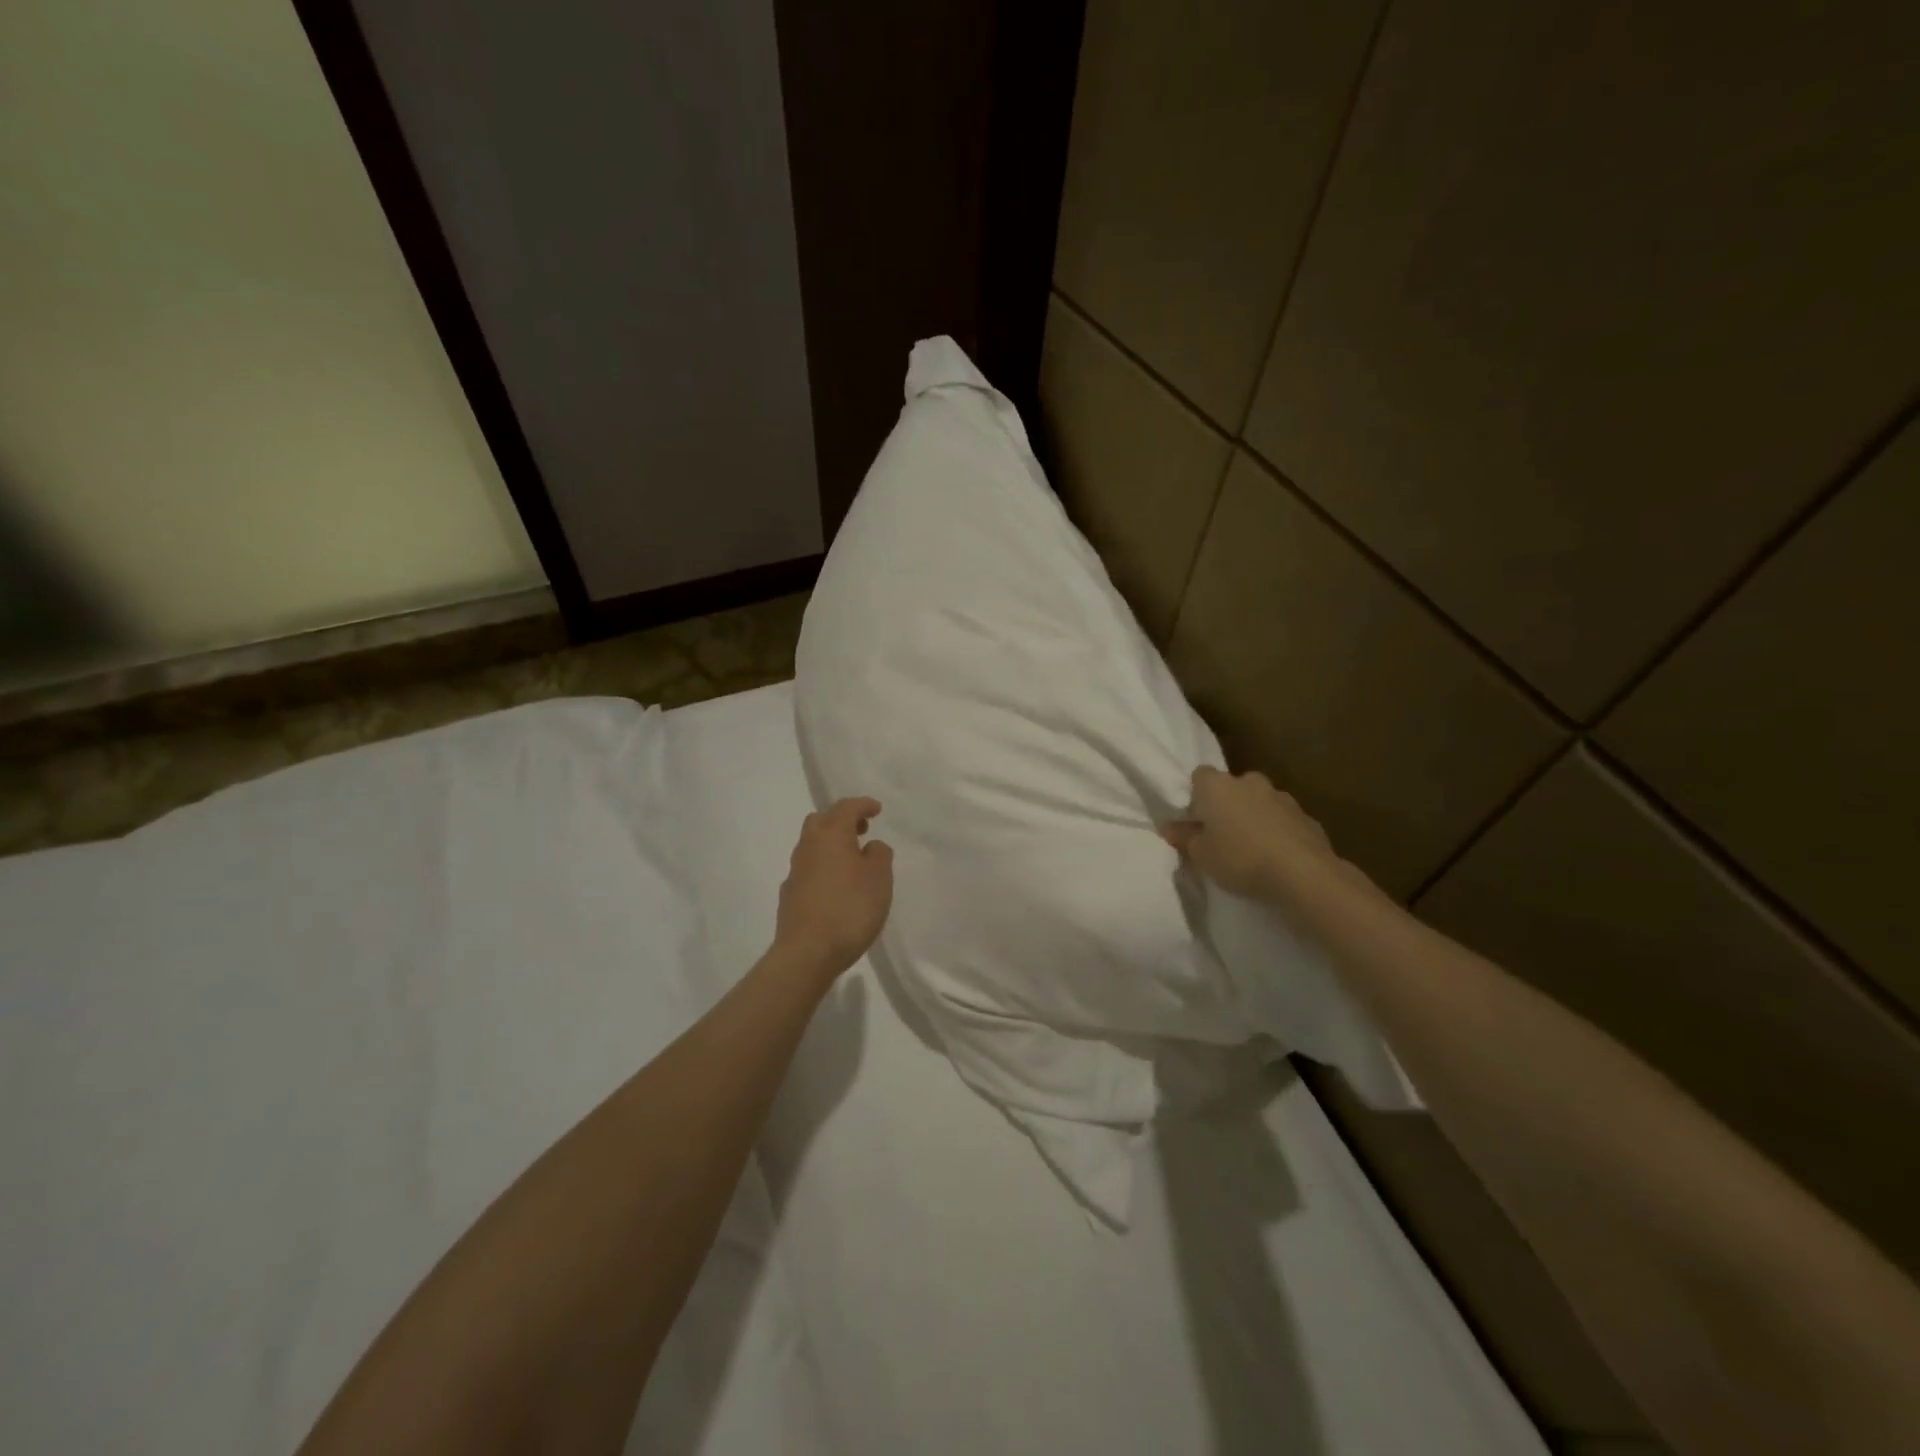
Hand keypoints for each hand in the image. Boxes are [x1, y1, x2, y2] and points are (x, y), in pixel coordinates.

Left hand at [774, 798, 893, 980]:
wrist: (807, 953)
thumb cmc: (850, 909)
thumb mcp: (879, 879)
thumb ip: (879, 855)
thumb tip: (870, 846)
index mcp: (831, 835)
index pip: (846, 807)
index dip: (862, 805)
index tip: (877, 809)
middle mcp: (808, 847)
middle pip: (821, 821)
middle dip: (841, 820)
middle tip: (861, 830)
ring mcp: (795, 871)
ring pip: (812, 845)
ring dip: (831, 845)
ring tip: (852, 861)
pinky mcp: (789, 895)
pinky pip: (808, 869)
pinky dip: (823, 867)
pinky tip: (835, 886)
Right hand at [1162, 766, 1336, 902]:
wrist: (1302, 874)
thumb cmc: (1240, 858)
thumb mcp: (1200, 855)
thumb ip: (1184, 838)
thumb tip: (1170, 827)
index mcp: (1218, 786)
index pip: (1200, 775)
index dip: (1196, 796)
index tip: (1195, 820)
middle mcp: (1250, 783)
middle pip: (1232, 787)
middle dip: (1227, 805)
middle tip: (1221, 835)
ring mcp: (1282, 798)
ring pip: (1260, 802)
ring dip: (1253, 818)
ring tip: (1251, 850)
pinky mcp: (1307, 818)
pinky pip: (1283, 820)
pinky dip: (1277, 832)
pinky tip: (1276, 857)